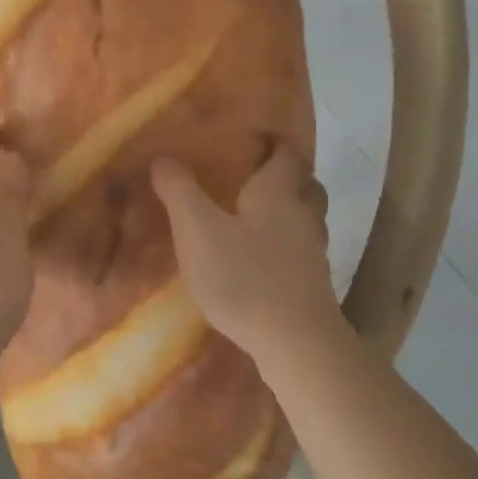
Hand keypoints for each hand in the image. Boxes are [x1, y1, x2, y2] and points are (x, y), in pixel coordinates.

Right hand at [151, 144, 343, 364]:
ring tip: (259, 218)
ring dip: (290, 212)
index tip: (258, 137)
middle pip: (306, 185)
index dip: (274, 142)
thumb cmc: (245, 277)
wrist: (295, 342)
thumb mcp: (197, 230)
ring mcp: (313, 252)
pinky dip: (287, 247)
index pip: (285, 155)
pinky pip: (302, 252)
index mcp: (278, 194)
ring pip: (307, 219)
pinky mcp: (313, 285)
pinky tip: (265, 261)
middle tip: (257, 176)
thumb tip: (163, 158)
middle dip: (287, 177)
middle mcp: (303, 216)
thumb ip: (179, 192)